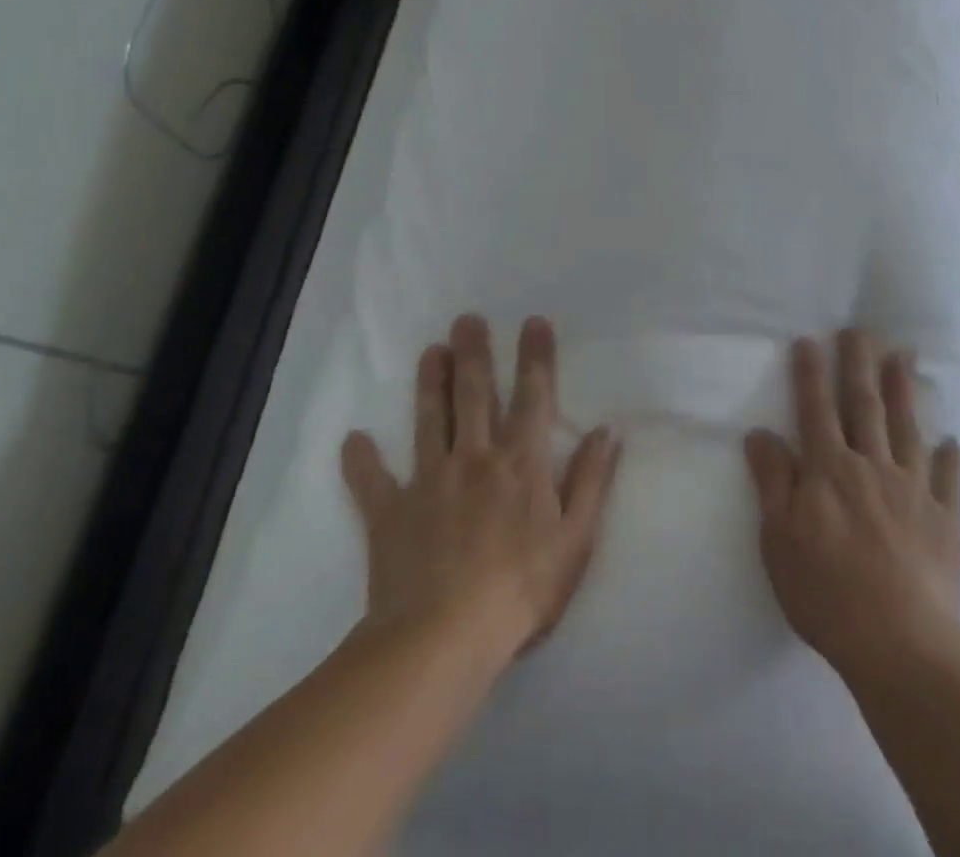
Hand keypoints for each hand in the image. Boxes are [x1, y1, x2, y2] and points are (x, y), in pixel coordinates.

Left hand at [340, 314, 622, 660]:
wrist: (442, 640)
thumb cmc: (520, 590)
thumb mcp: (575, 539)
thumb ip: (591, 481)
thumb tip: (607, 431)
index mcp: (520, 463)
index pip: (533, 397)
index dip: (535, 357)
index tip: (533, 322)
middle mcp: (475, 458)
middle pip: (475, 395)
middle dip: (473, 354)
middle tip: (467, 319)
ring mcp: (428, 482)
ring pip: (429, 421)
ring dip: (429, 384)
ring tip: (430, 351)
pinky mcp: (390, 513)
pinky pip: (372, 482)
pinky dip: (362, 461)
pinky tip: (353, 440)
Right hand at [744, 329, 959, 680]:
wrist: (900, 642)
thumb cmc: (826, 592)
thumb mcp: (779, 540)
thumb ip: (772, 481)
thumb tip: (760, 431)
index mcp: (830, 470)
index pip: (816, 410)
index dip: (811, 374)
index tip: (809, 340)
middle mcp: (872, 466)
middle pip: (864, 406)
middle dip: (859, 364)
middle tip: (861, 329)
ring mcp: (913, 490)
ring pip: (907, 429)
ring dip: (904, 392)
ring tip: (903, 357)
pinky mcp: (946, 520)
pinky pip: (949, 481)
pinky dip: (951, 459)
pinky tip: (953, 442)